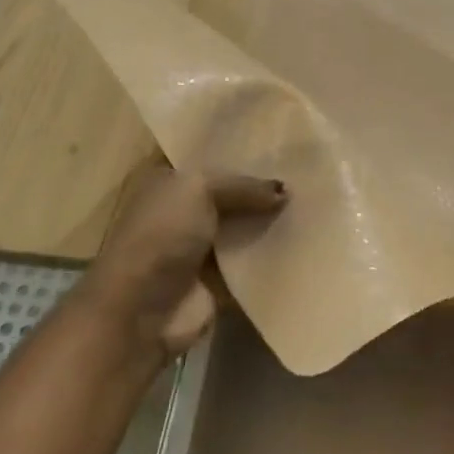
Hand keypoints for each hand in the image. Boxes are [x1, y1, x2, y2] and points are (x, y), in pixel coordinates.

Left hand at [80, 162, 286, 360]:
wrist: (141, 311)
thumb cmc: (162, 235)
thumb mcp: (199, 189)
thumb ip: (243, 185)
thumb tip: (285, 191)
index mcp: (167, 180)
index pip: (206, 156)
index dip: (238, 149)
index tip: (278, 142)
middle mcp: (182, 210)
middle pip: (229, 193)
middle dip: (261, 186)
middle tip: (305, 172)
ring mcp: (199, 247)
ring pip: (243, 227)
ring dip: (270, 221)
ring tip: (313, 204)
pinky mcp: (216, 281)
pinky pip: (251, 262)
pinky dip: (272, 256)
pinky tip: (306, 241)